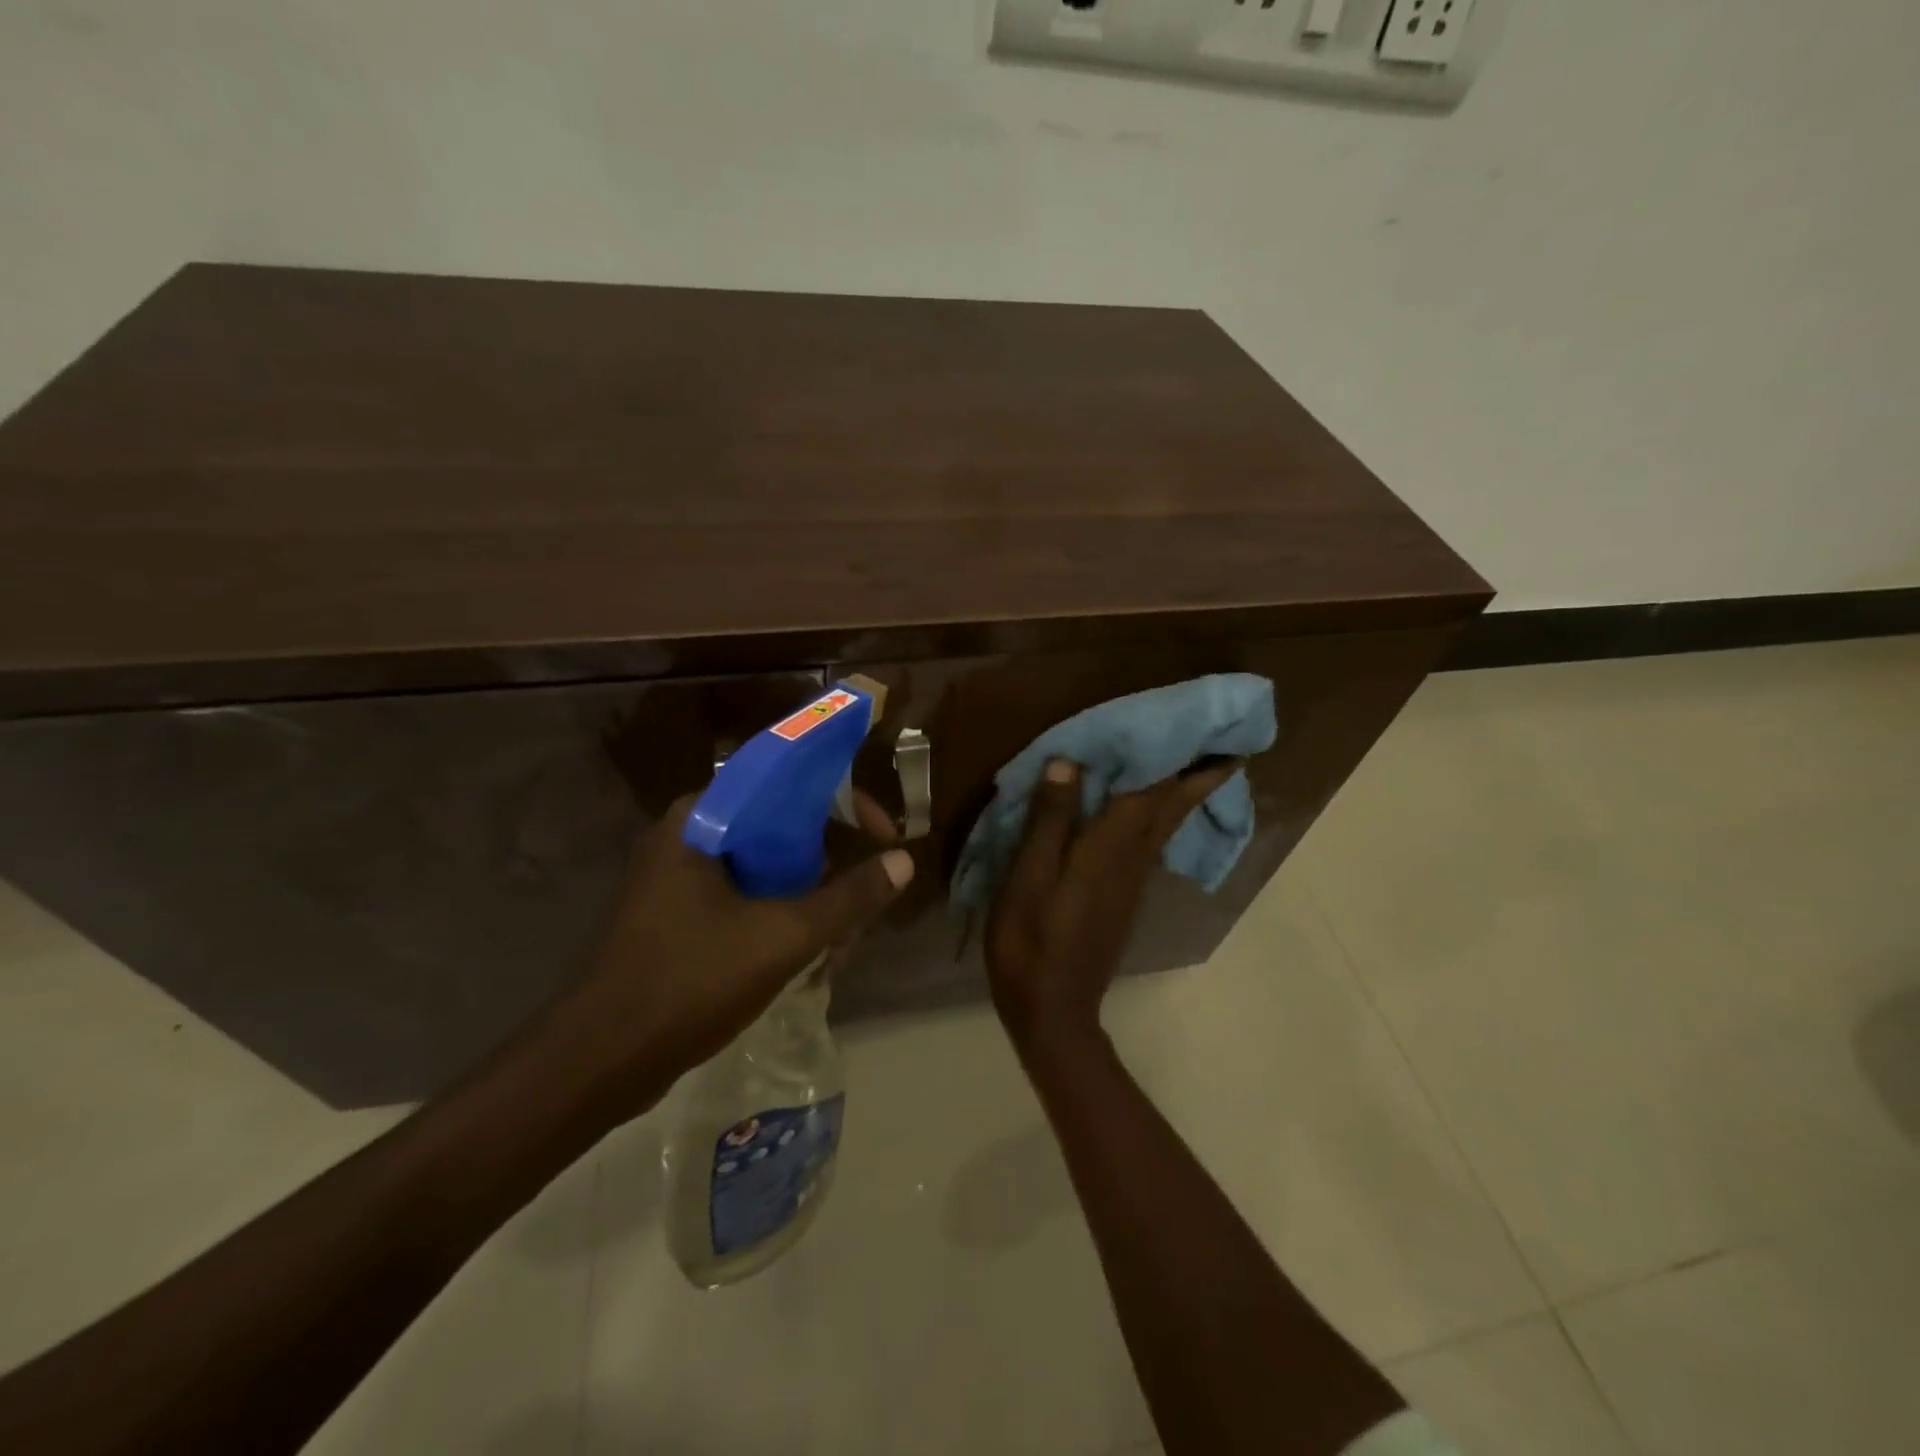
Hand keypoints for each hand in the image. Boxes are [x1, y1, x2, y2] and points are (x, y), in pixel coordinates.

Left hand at [555, 795, 913, 1117]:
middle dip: (829, 865)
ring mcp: (678, 879)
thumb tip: (903, 863)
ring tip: (840, 945)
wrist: (597, 1063)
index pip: (785, 779)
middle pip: (780, 826)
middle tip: (863, 901)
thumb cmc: (688, 982)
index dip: (842, 799)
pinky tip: (809, 959)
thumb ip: (847, 898)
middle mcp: (687, 836)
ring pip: (765, 867)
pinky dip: (780, 917)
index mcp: (701, 819)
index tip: (880, 832)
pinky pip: (744, 898)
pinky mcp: (676, 917)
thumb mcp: (781, 938)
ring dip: (809, 898)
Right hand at [985, 757, 1242, 1047]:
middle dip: (1201, 778)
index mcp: (1109, 848)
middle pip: (1172, 809)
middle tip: (1227, 747)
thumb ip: (1050, 820)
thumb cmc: (1031, 941)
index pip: (1154, 792)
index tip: (1215, 734)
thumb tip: (1070, 762)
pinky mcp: (1124, 899)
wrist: (1053, 1010)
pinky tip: (1152, 814)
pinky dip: (1160, 819)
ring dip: (1184, 795)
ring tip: (1195, 768)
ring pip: (1166, 827)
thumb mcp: (1028, 877)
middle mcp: (1131, 859)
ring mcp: (1132, 882)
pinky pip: (1151, 844)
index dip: (1183, 761)